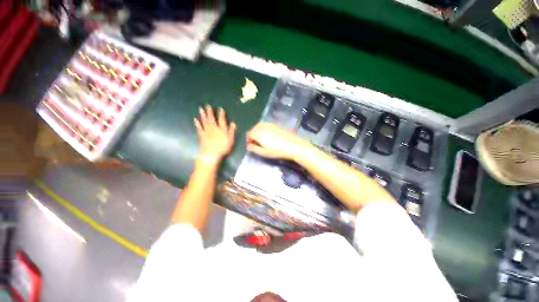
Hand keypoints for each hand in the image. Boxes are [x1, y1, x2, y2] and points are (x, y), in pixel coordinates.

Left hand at [194, 105, 235, 162]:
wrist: (211, 154)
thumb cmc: (223, 148)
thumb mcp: (230, 140)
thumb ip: (232, 131)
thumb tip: (233, 123)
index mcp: (221, 129)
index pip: (222, 119)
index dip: (221, 114)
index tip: (220, 108)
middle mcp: (213, 128)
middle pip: (211, 118)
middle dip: (210, 112)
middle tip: (208, 105)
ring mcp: (206, 131)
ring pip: (204, 121)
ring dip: (202, 114)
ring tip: (201, 108)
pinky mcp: (201, 135)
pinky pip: (199, 128)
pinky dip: (197, 123)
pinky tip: (195, 119)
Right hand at [246, 123, 308, 160]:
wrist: (293, 145)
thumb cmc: (277, 151)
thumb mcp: (264, 153)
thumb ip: (254, 149)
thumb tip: (249, 146)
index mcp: (258, 133)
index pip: (249, 134)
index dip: (248, 140)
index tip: (251, 145)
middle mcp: (263, 127)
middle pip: (254, 129)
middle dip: (253, 135)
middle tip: (256, 143)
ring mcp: (270, 125)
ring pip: (260, 126)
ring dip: (258, 131)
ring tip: (262, 139)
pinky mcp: (276, 125)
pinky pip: (266, 125)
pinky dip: (264, 129)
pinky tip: (269, 135)